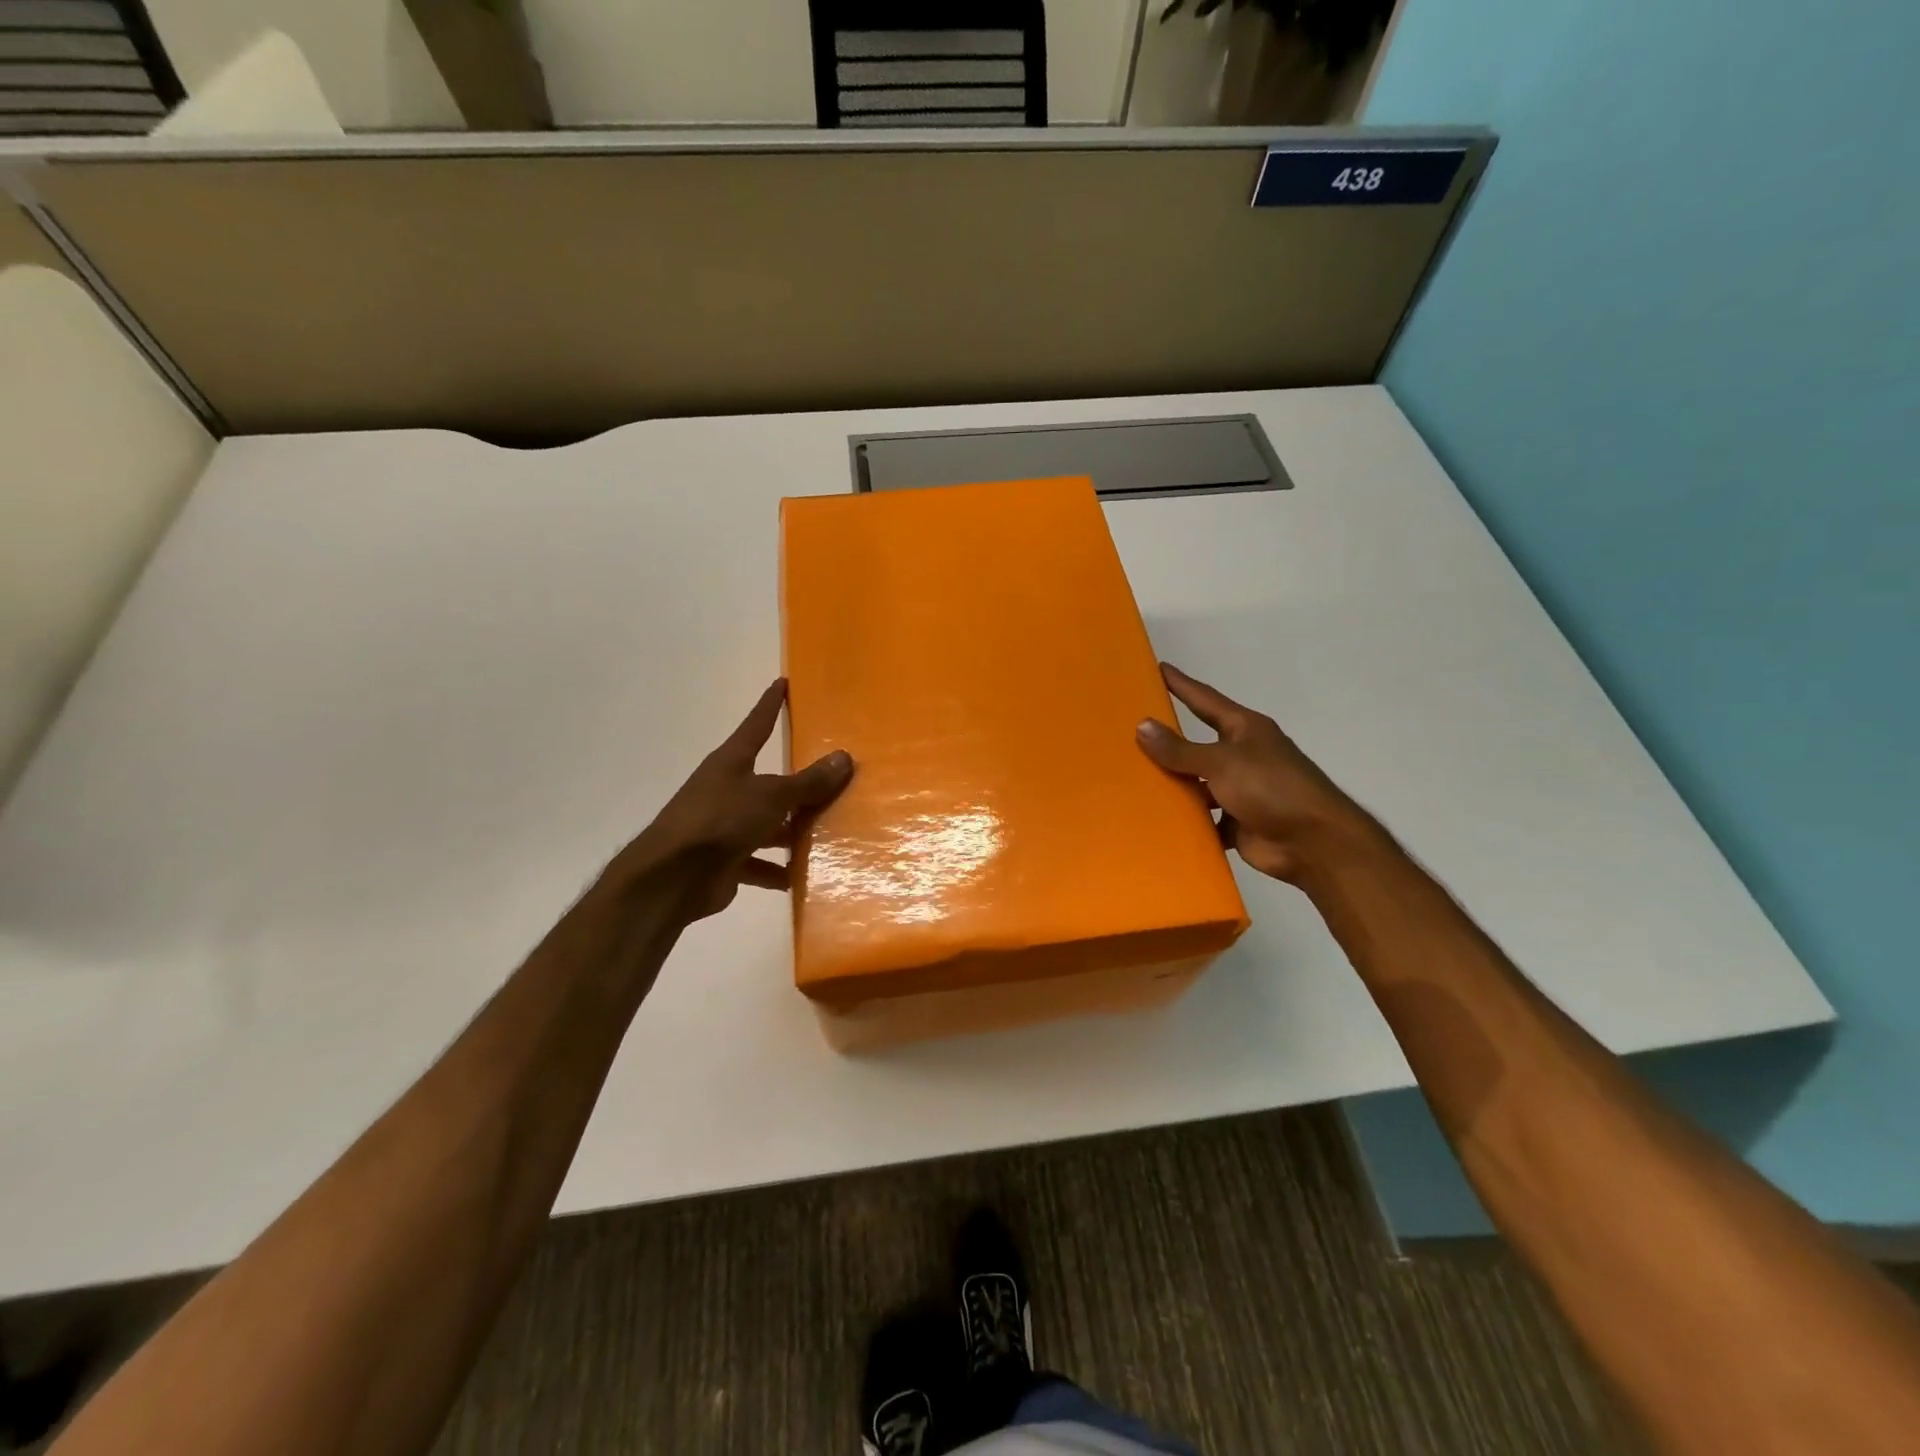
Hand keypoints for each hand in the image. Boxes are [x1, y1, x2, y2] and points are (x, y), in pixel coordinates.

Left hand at [605, 679, 853, 920]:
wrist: (672, 878)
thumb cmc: (720, 821)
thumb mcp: (771, 796)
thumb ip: (808, 782)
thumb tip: (844, 758)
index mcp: (732, 762)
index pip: (757, 725)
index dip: (771, 705)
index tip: (784, 683)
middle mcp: (727, 789)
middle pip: (770, 781)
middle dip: (799, 785)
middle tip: (834, 781)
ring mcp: (724, 826)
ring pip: (767, 824)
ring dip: (791, 831)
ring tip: (828, 835)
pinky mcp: (724, 860)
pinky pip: (758, 862)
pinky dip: (776, 870)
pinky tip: (800, 879)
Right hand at [1136, 663, 1365, 882]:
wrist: (1314, 843)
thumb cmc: (1271, 788)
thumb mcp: (1221, 762)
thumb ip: (1180, 749)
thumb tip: (1142, 725)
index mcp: (1244, 730)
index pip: (1205, 700)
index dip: (1182, 684)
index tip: (1158, 668)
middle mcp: (1243, 756)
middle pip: (1197, 745)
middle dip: (1168, 741)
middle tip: (1130, 731)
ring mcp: (1241, 790)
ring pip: (1198, 784)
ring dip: (1174, 785)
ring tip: (1133, 780)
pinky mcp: (1237, 822)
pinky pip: (1203, 819)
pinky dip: (1185, 821)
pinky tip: (1156, 820)